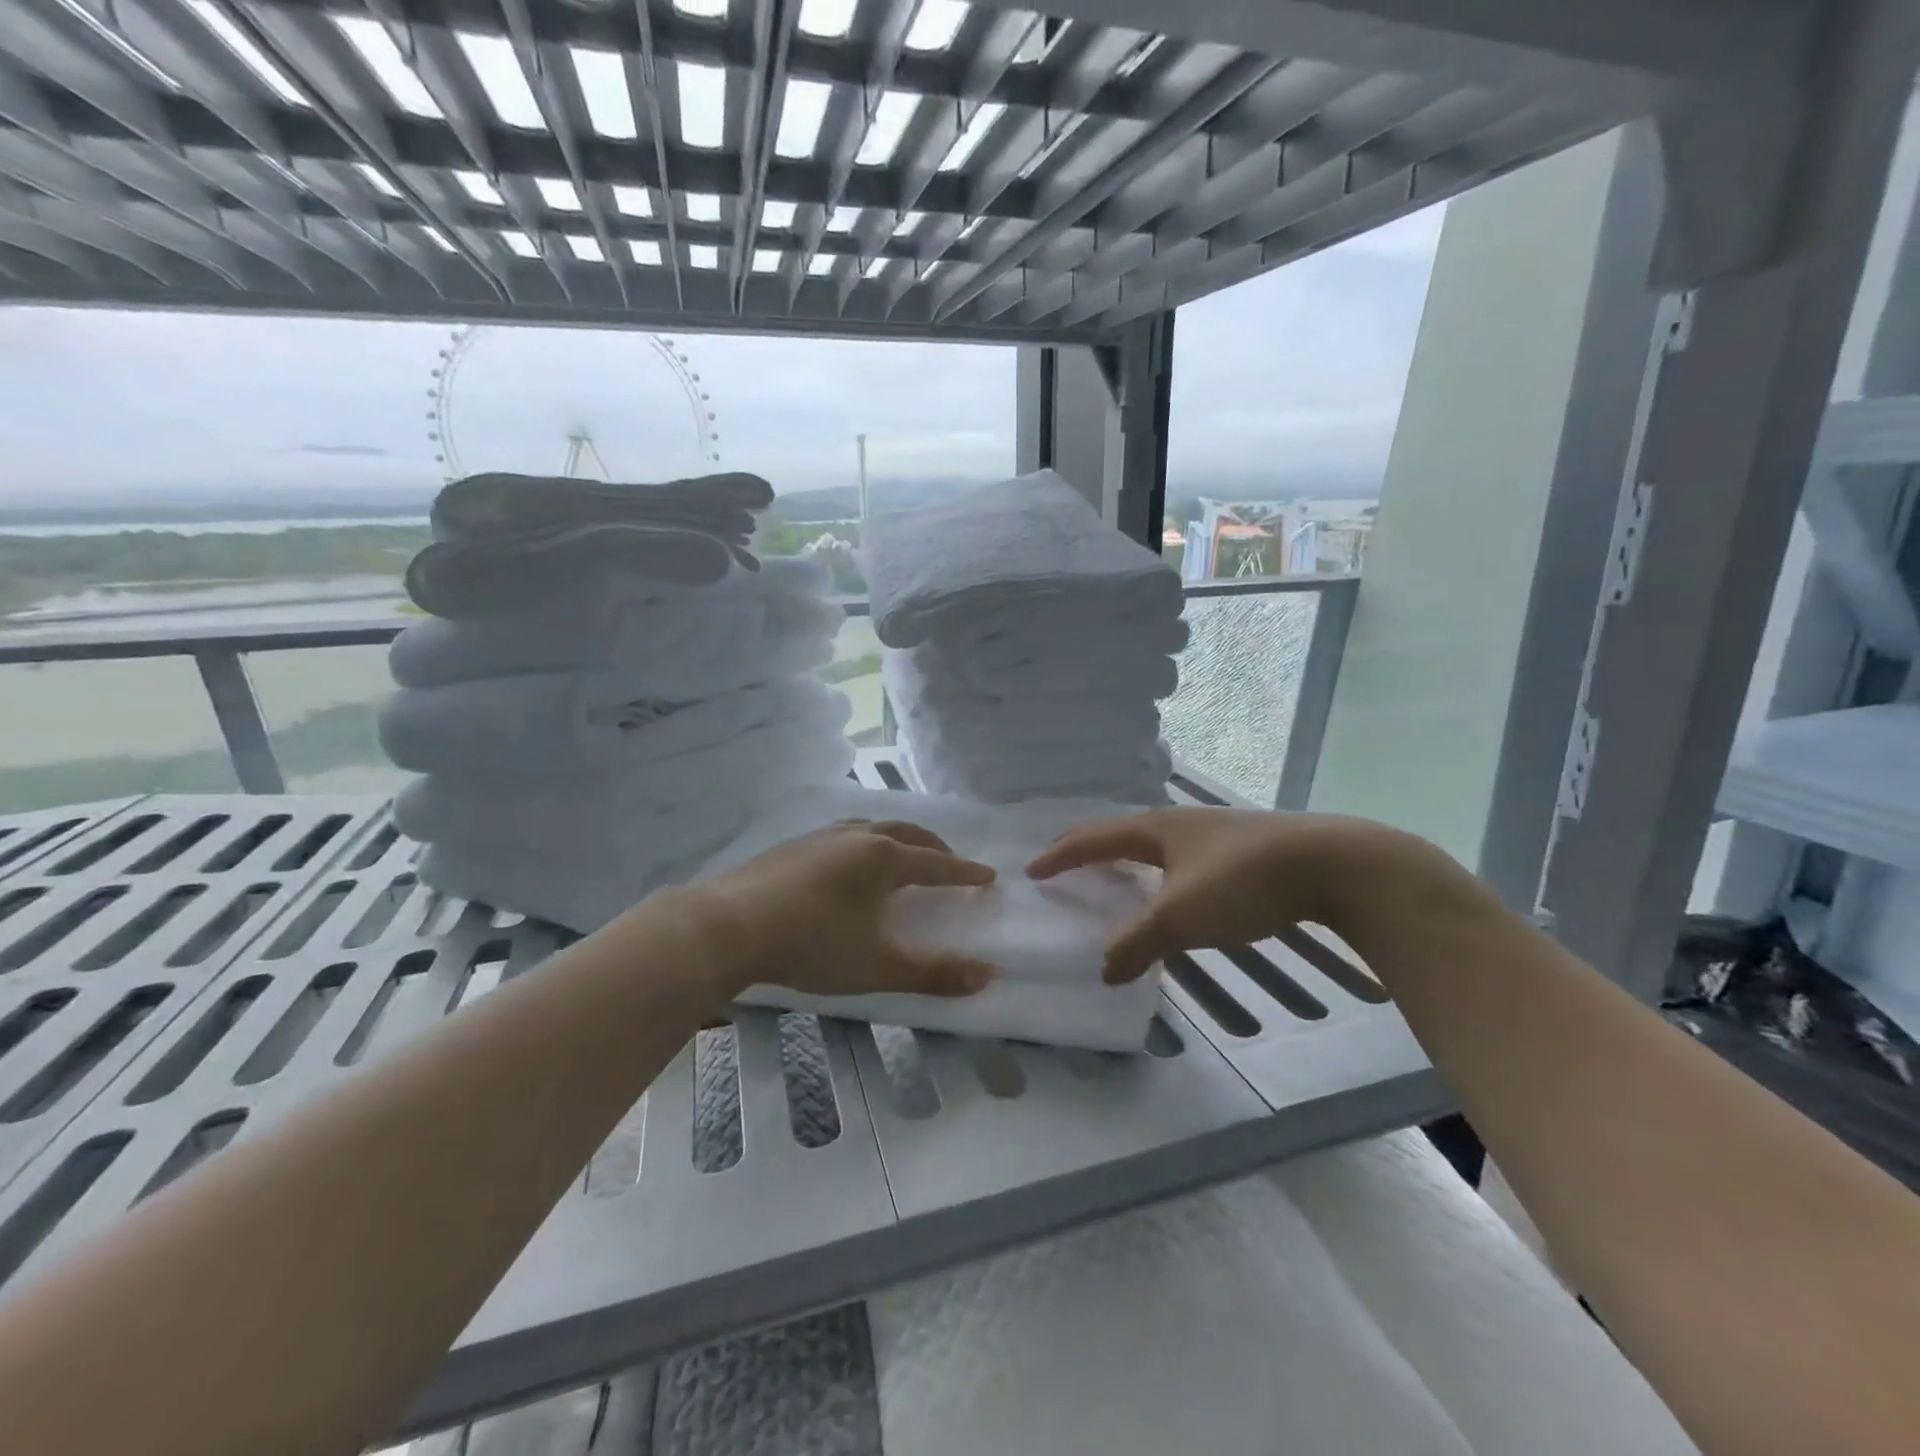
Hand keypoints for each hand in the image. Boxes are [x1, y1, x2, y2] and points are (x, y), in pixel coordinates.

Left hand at [679, 820, 998, 998]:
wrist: (728, 926)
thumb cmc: (811, 944)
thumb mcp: (876, 966)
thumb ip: (932, 973)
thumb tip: (986, 976)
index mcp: (883, 858)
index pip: (937, 863)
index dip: (964, 872)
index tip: (988, 876)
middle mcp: (856, 837)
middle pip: (907, 834)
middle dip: (935, 848)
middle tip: (950, 864)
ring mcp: (821, 837)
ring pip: (873, 828)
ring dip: (898, 840)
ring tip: (903, 857)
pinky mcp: (793, 846)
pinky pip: (844, 835)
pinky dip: (865, 843)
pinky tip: (850, 864)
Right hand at [1026, 806, 1468, 982]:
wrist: (1334, 864)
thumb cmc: (1243, 881)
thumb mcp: (1180, 917)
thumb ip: (1137, 943)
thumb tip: (1103, 971)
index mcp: (1154, 829)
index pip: (1092, 838)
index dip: (1059, 856)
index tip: (1033, 871)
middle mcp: (1180, 823)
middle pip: (1121, 833)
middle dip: (1090, 851)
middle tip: (1068, 869)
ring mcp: (1215, 833)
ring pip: (1157, 845)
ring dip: (1129, 862)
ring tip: (1118, 882)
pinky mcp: (1245, 849)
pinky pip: (1185, 859)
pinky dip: (1163, 874)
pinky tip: (1178, 894)